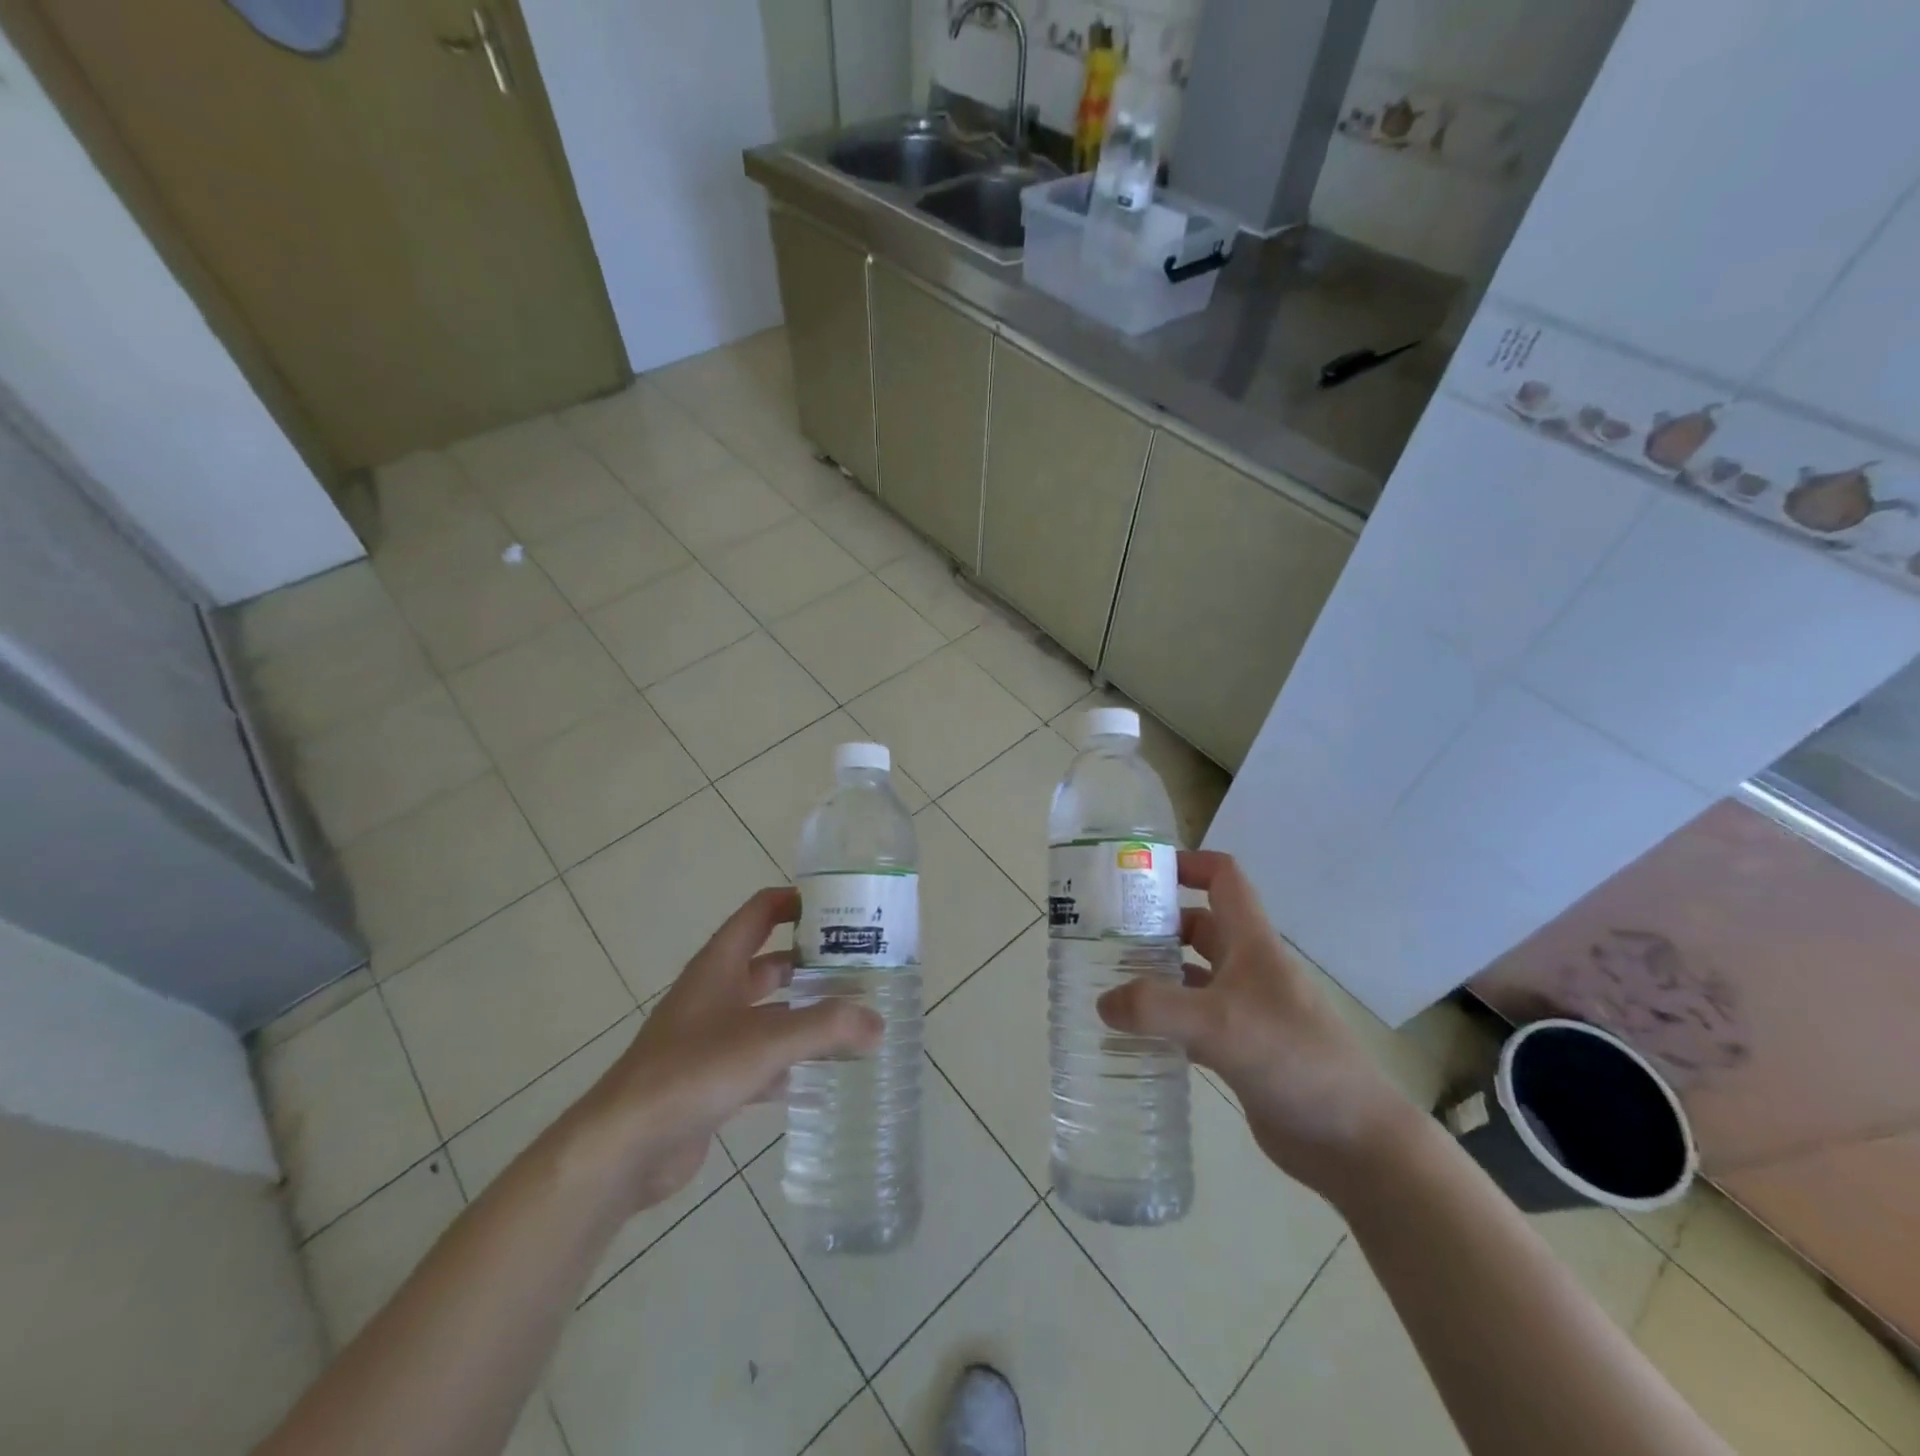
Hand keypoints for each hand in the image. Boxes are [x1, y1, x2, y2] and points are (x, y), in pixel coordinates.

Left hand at [572, 887, 881, 1212]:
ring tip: (852, 1023)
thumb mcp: (766, 1041)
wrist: (624, 1146)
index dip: (796, 902)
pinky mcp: (710, 1080)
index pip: (761, 912)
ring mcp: (710, 1038)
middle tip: (861, 971)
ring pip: (768, 1015)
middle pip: (771, 965)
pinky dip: (788, 1064)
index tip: (840, 909)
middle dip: (812, 966)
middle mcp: (715, 993)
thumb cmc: (692, 1071)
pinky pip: (759, 1061)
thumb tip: (878, 1023)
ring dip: (804, 1017)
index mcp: (720, 965)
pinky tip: (819, 1078)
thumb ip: (826, 1027)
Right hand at [1097, 849, 1410, 1195]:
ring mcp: (1246, 1010)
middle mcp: (1249, 969)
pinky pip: (1194, 1022)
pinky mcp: (1241, 1050)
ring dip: (1157, 974)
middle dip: (1157, 924)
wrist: (1353, 1141)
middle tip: (1106, 935)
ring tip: (1108, 983)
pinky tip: (1134, 1037)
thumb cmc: (1293, 1060)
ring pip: (1193, 976)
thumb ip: (1156, 1008)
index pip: (1223, 879)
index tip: (1141, 872)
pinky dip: (1165, 1022)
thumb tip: (1103, 1002)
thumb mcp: (1220, 1024)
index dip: (1187, 864)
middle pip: (1199, 926)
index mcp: (1252, 944)